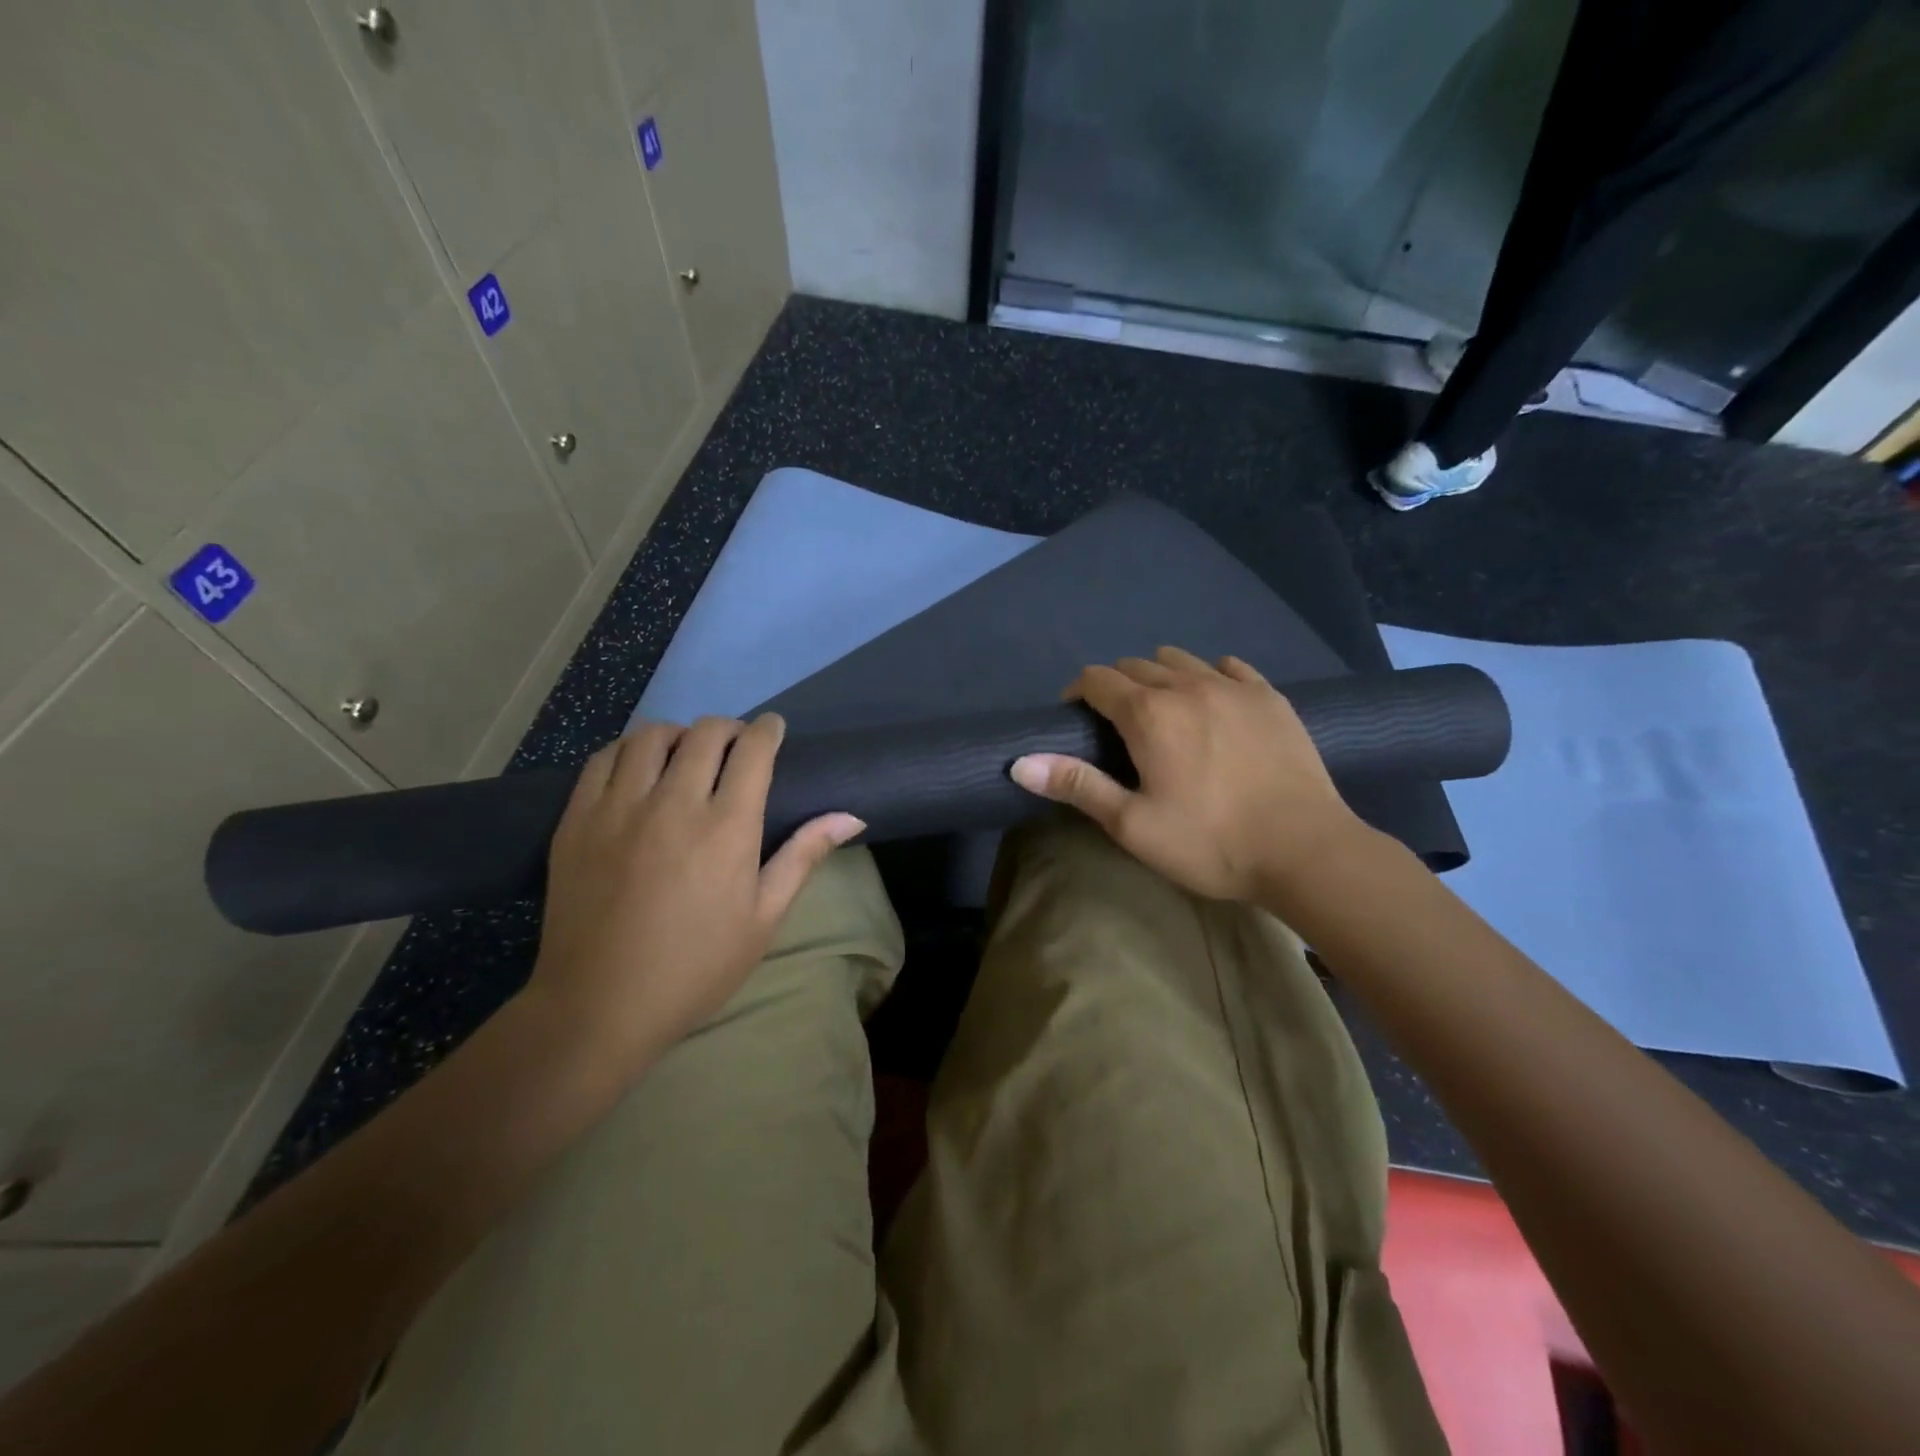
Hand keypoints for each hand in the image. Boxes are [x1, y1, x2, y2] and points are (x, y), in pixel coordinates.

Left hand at [528, 714, 864, 1075]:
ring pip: (651, 736)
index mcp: (727, 828)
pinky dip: (628, 751)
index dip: (767, 730)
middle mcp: (673, 803)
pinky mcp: (576, 821)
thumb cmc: (697, 966)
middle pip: (705, 733)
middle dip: (728, 728)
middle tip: (734, 746)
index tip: (773, 729)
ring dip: (678, 734)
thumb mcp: (764, 918)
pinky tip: (637, 769)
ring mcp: (618, 808)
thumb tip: (851, 816)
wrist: (600, 1006)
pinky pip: (603, 760)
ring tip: (685, 754)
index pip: (752, 750)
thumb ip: (804, 857)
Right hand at [1010, 646, 1363, 903]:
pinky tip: (1213, 702)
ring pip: (1181, 660)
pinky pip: (1229, 667)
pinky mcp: (1270, 697)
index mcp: (1148, 713)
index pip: (1097, 679)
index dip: (1077, 693)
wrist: (1305, 850)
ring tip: (1163, 712)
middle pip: (1136, 665)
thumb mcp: (1132, 824)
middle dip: (1116, 686)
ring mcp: (1234, 686)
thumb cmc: (1210, 842)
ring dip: (1160, 677)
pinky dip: (1209, 675)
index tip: (1075, 719)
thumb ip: (1077, 785)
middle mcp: (1187, 685)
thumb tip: (1020, 763)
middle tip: (1117, 725)